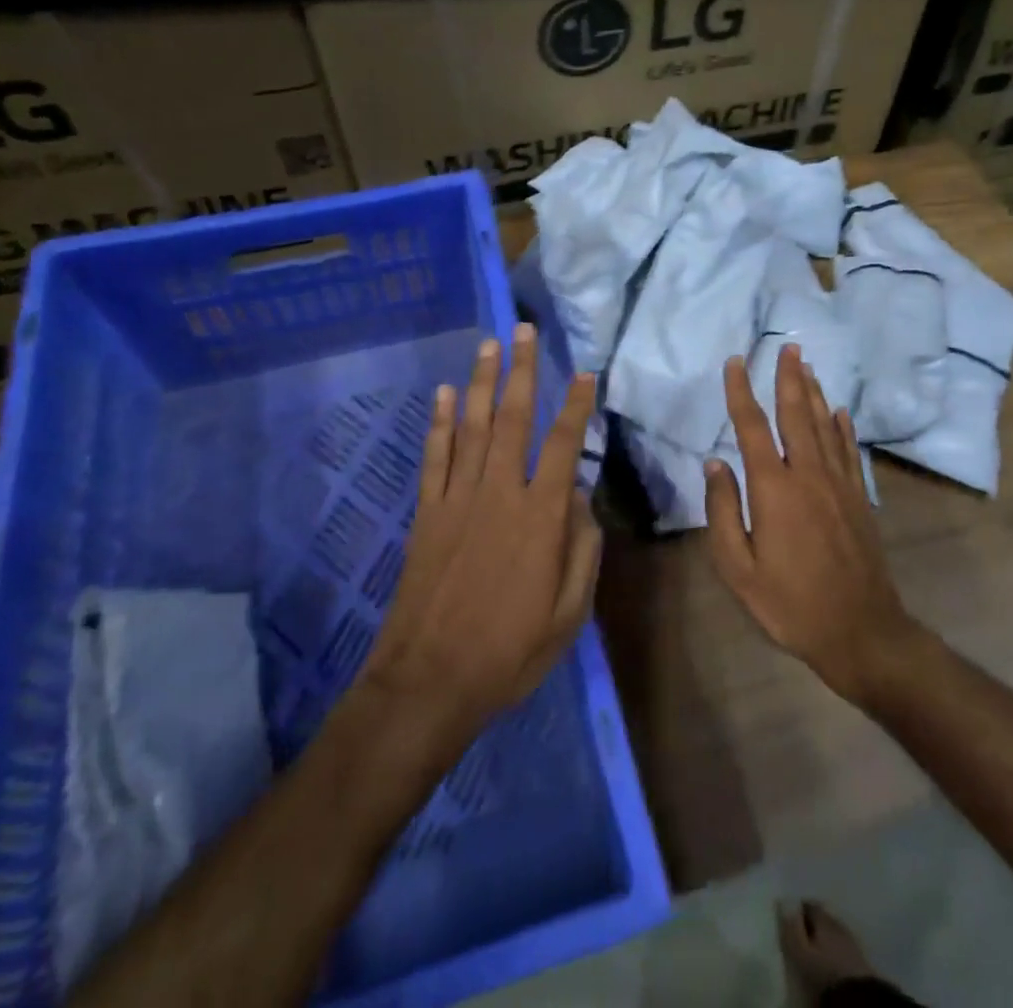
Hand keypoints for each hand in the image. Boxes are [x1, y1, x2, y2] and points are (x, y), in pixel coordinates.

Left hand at [362, 323, 601, 736]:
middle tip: (523, 330)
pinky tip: (442, 394)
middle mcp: (498, 494)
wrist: (429, 681)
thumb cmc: (509, 652)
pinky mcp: (427, 512)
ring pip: (472, 427)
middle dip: (521, 371)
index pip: (563, 445)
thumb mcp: (569, 614)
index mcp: (540, 517)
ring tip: (488, 345)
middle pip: (513, 419)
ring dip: (481, 382)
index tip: (585, 372)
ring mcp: (458, 499)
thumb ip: (582, 550)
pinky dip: (438, 422)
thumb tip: (580, 499)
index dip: (576, 405)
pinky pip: (434, 456)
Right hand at [704, 345, 921, 703]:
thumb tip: (716, 463)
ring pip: (824, 426)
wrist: (861, 631)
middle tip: (788, 346)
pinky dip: (842, 427)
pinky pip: (849, 451)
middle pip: (796, 414)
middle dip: (789, 378)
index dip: (741, 392)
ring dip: (814, 393)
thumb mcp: (738, 568)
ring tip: (807, 366)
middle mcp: (808, 474)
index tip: (735, 363)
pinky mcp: (859, 498)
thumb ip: (723, 511)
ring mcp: (839, 484)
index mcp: (774, 488)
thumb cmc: (790, 603)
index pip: (752, 427)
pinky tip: (839, 411)